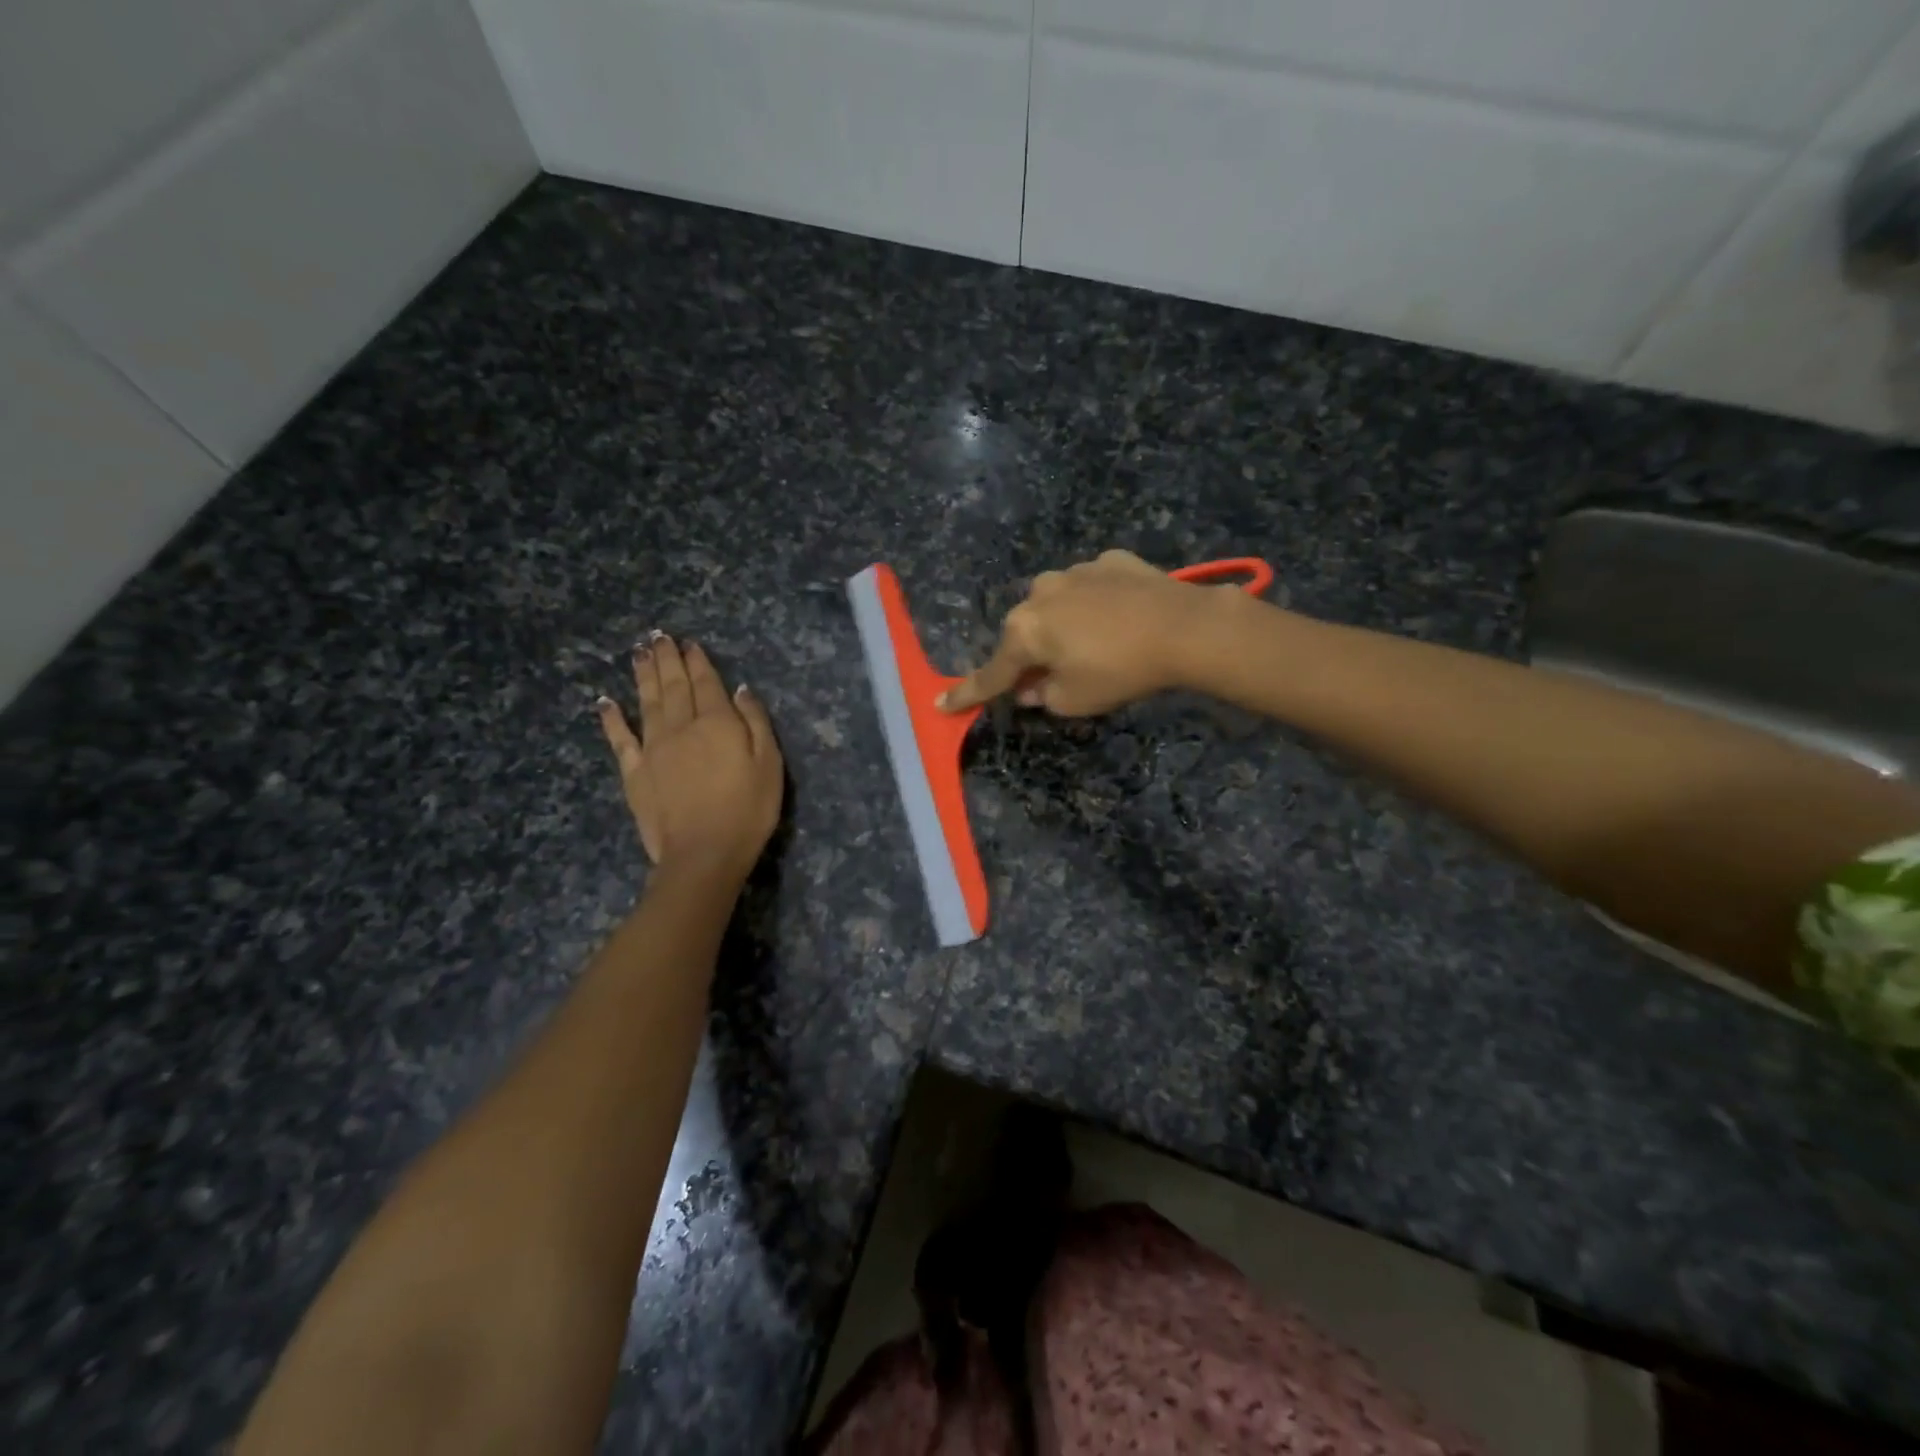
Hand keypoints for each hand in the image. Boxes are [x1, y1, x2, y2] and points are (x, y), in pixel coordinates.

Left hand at [597, 634, 782, 878]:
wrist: (704, 853)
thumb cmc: (748, 810)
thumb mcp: (770, 764)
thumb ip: (756, 722)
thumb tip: (741, 690)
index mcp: (717, 723)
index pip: (707, 683)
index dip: (698, 662)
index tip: (689, 643)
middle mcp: (681, 726)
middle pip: (673, 686)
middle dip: (667, 659)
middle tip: (659, 636)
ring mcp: (653, 748)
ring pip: (647, 702)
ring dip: (643, 676)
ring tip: (639, 653)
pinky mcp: (634, 772)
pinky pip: (620, 739)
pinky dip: (612, 718)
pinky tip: (605, 702)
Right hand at [939, 550, 1235, 715]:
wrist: (1184, 627)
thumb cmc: (1120, 671)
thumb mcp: (1074, 700)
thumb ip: (1042, 695)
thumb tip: (1031, 685)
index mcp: (1025, 630)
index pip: (991, 672)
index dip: (968, 692)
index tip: (941, 703)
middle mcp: (1040, 593)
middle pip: (1025, 634)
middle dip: (1032, 655)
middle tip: (1053, 678)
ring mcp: (1076, 571)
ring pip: (1056, 606)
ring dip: (1064, 626)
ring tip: (1099, 644)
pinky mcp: (1110, 561)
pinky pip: (1090, 588)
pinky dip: (1096, 604)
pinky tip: (1121, 618)